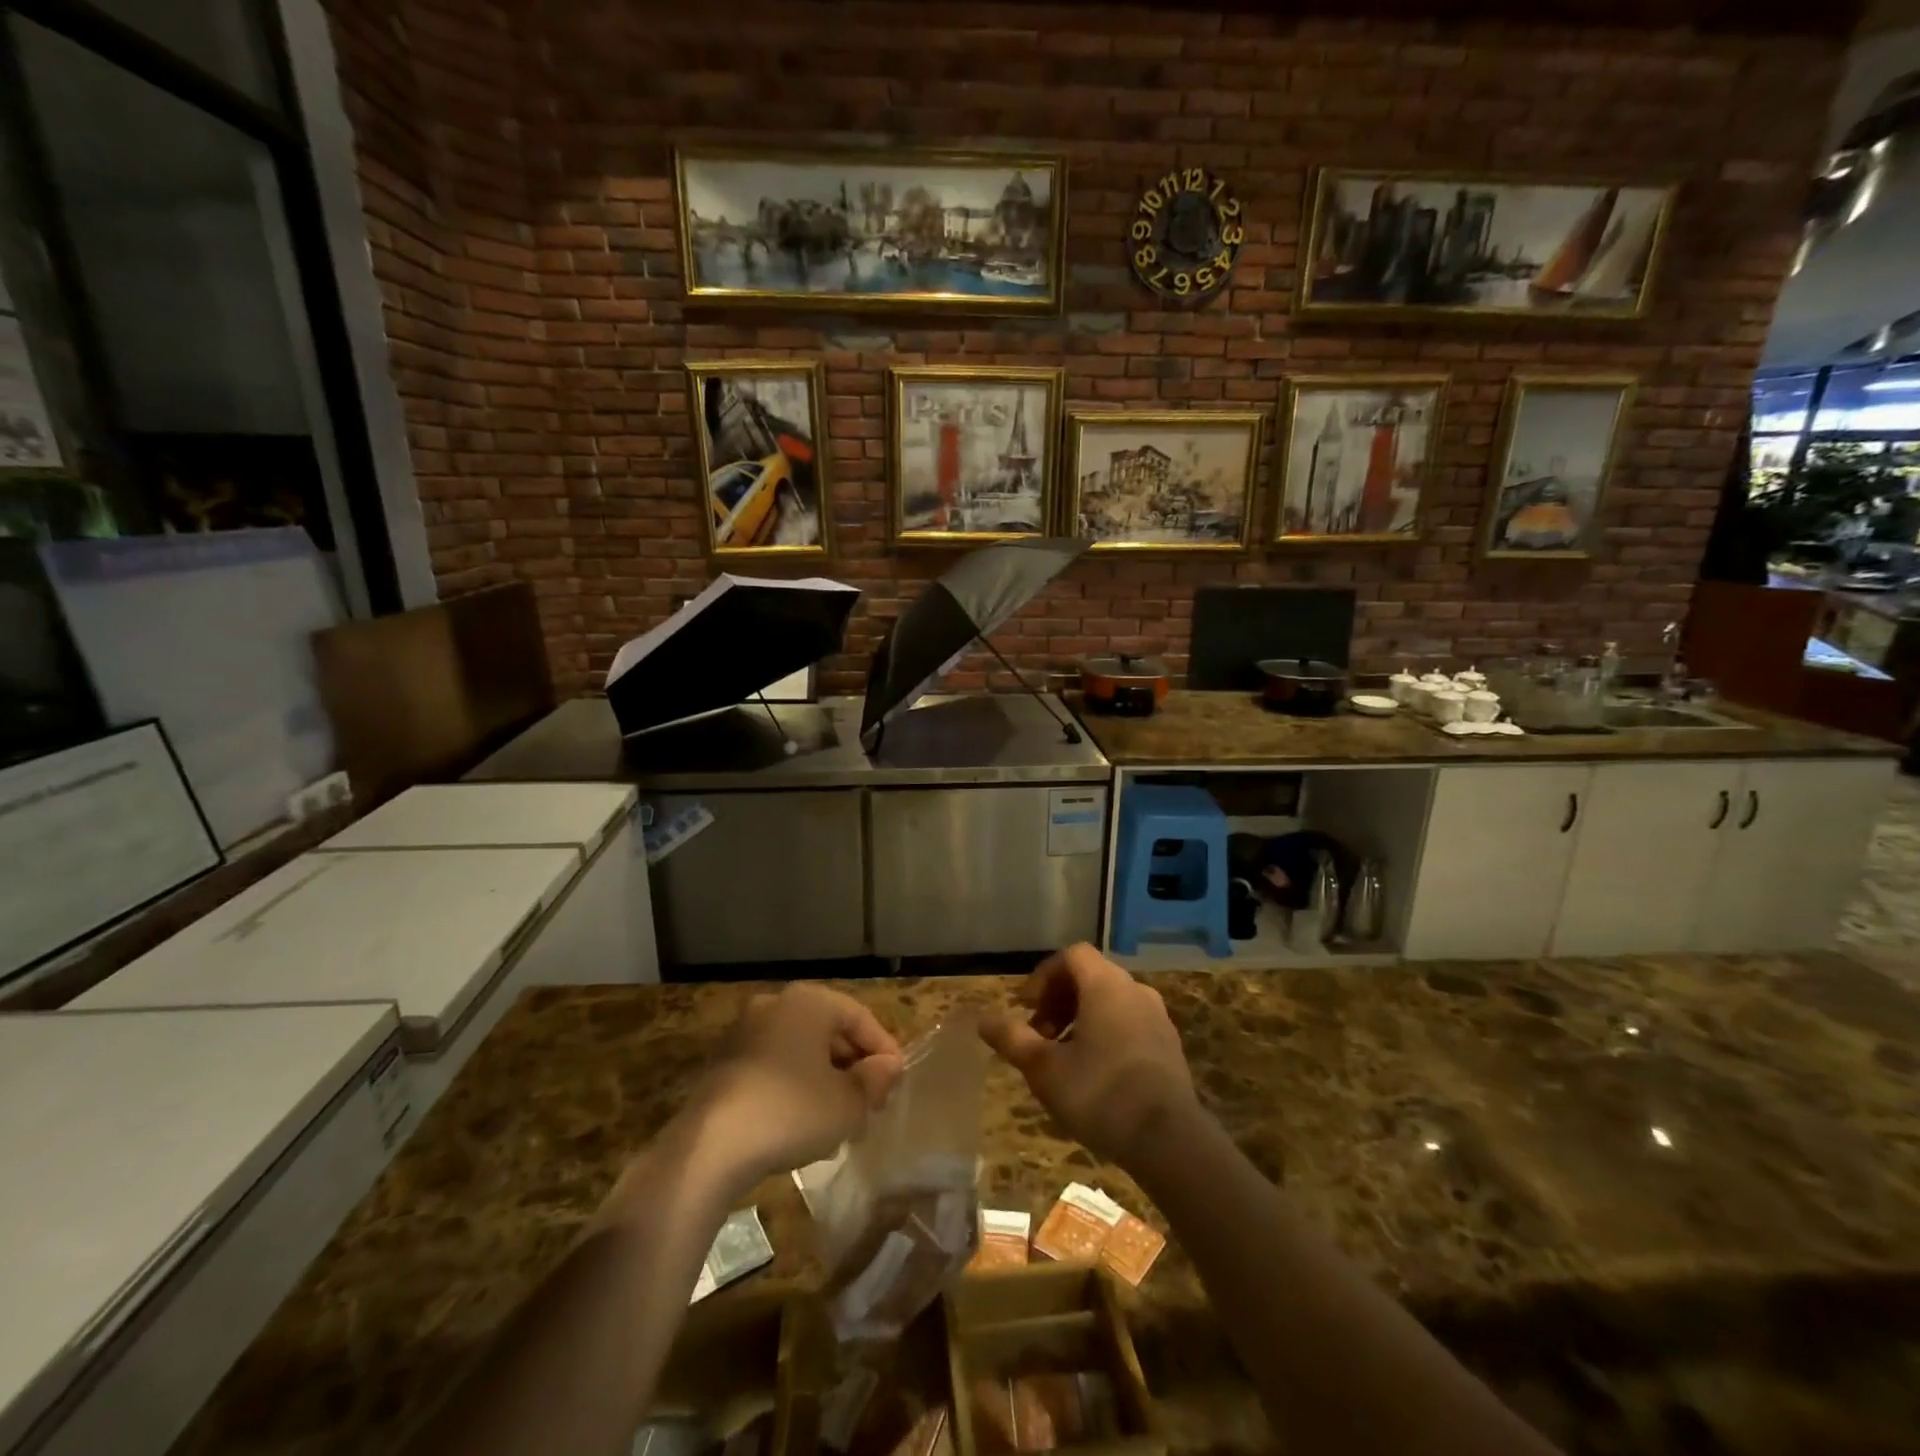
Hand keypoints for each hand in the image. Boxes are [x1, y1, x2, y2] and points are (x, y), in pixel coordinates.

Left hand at [692, 984, 905, 1190]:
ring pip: (800, 1049)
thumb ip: (874, 1080)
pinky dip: (795, 1085)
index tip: (896, 1082)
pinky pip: (774, 1065)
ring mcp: (745, 1031)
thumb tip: (888, 1067)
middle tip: (871, 1101)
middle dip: (853, 1065)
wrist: (710, 1147)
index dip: (883, 1049)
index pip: (859, 1017)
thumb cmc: (791, 1112)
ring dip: (825, 1077)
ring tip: (842, 1118)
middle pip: (828, 1030)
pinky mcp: (724, 1062)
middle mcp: (776, 1004)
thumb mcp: (847, 1103)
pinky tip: (804, 1122)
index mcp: (809, 1001)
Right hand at [980, 943, 1197, 1165]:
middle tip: (1039, 1034)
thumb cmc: (1099, 1093)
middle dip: (1059, 1000)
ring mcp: (1158, 1018)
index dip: (1044, 975)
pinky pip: (1130, 1023)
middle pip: (1091, 977)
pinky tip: (1095, 1073)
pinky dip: (1106, 1033)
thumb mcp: (1044, 1068)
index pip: (1071, 956)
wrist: (1169, 1139)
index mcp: (1106, 985)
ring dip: (1081, 1018)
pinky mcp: (1169, 1046)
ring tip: (1063, 1056)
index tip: (1026, 1007)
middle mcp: (1135, 990)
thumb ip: (1012, 1038)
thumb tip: (982, 1019)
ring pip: (1111, 1002)